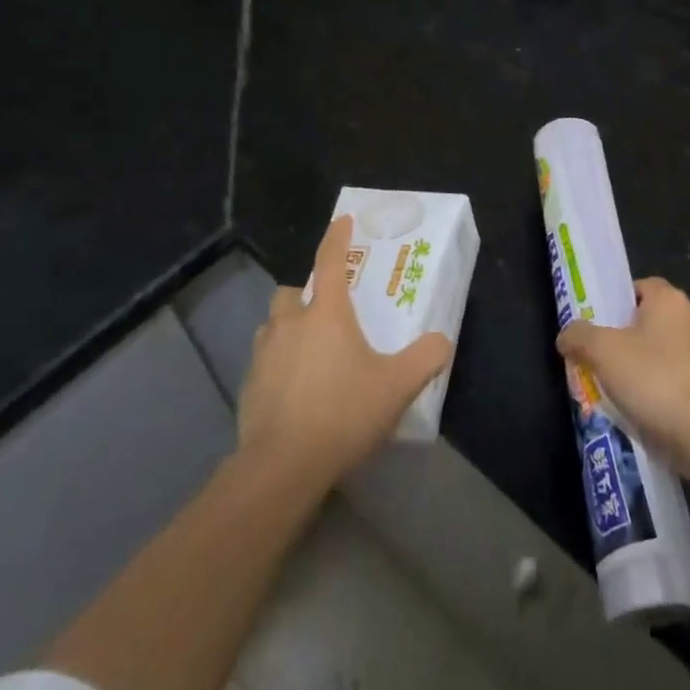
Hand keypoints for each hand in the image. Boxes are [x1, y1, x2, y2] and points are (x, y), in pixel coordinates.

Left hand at [238, 215, 453, 489]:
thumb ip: (425, 358)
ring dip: (288, 330)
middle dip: (306, 295)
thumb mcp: (397, 386)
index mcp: (326, 313)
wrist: (282, 467)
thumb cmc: (343, 413)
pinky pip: (263, 362)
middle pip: (291, 292)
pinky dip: (278, 366)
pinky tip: (295, 392)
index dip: (338, 237)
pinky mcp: (247, 387)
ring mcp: (263, 355)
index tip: (343, 221)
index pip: (330, 260)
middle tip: (327, 313)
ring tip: (310, 353)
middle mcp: (289, 324)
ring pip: (273, 326)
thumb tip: (441, 341)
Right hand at [556, 278, 689, 480]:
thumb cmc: (651, 377)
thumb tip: (566, 336)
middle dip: (619, 337)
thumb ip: (579, 336)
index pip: (639, 286)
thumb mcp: (602, 350)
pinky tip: (631, 406)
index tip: (595, 322)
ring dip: (633, 366)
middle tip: (594, 354)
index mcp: (669, 300)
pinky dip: (650, 388)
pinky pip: (667, 378)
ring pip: (655, 351)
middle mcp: (689, 320)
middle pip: (645, 320)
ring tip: (607, 385)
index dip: (615, 301)